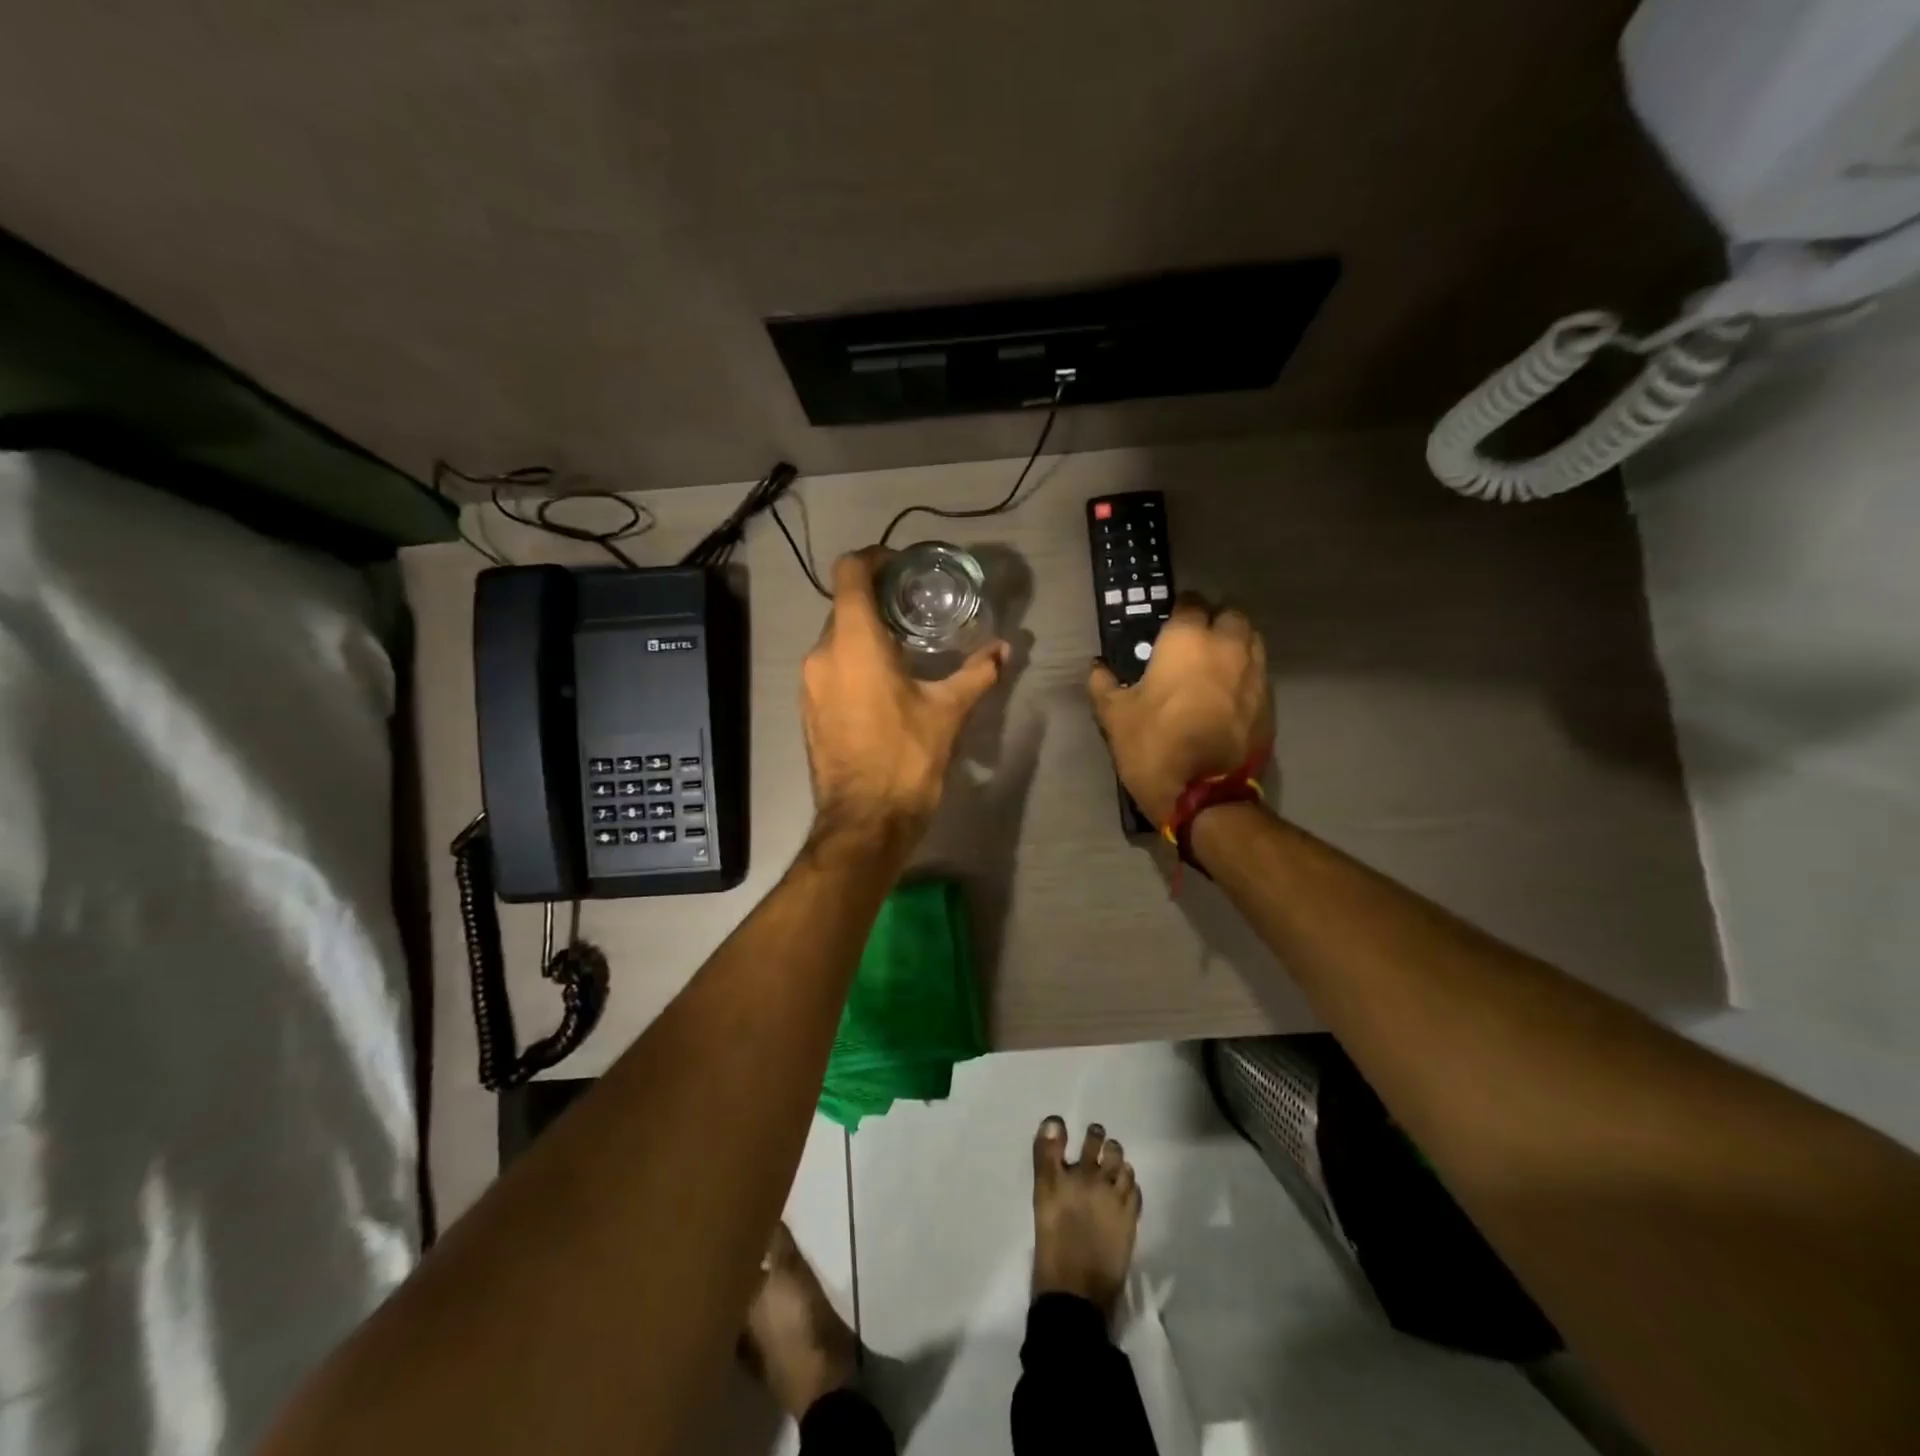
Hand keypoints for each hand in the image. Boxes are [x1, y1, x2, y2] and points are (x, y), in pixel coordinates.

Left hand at [801, 548, 1008, 843]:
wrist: (865, 821)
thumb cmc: (906, 757)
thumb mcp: (948, 712)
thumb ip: (977, 674)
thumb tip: (1004, 650)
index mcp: (854, 642)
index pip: (850, 573)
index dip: (873, 558)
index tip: (901, 566)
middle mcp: (822, 654)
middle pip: (844, 606)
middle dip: (877, 601)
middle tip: (915, 609)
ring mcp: (809, 684)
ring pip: (835, 639)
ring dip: (865, 634)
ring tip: (904, 647)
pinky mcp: (809, 709)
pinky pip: (830, 668)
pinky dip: (853, 662)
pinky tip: (883, 683)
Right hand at [1087, 595, 1273, 826]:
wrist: (1208, 797)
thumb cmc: (1155, 746)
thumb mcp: (1114, 717)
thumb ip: (1103, 685)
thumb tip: (1097, 668)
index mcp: (1188, 640)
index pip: (1189, 604)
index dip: (1176, 613)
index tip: (1164, 628)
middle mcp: (1228, 646)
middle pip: (1229, 615)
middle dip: (1212, 623)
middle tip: (1191, 645)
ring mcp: (1256, 674)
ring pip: (1250, 641)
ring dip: (1233, 645)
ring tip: (1212, 667)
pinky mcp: (1270, 703)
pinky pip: (1258, 674)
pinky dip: (1244, 676)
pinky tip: (1227, 697)